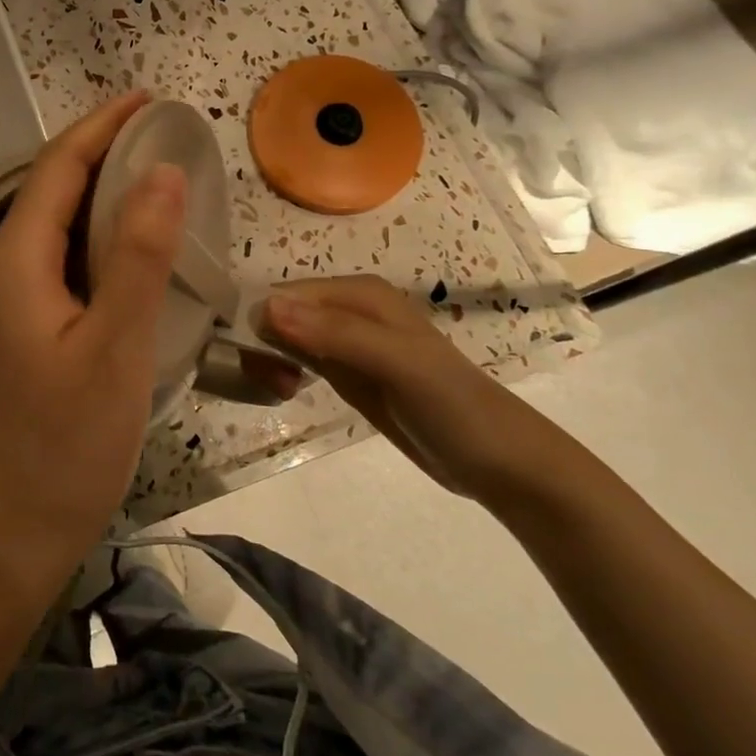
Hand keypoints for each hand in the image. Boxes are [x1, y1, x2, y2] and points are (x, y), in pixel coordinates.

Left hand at [0, 92, 186, 604]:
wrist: (1, 536)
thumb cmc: (62, 446)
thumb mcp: (115, 348)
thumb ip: (137, 255)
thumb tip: (160, 171)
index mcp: (11, 263)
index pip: (57, 168)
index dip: (102, 127)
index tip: (148, 99)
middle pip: (48, 192)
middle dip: (101, 156)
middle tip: (163, 140)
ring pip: (49, 231)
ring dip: (96, 200)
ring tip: (153, 185)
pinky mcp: (7, 334)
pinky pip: (50, 265)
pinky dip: (89, 244)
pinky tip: (124, 255)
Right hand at [263, 276, 560, 498]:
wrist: (499, 463)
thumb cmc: (454, 406)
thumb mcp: (398, 364)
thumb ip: (336, 334)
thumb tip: (267, 308)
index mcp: (359, 293)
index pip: (286, 294)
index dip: (263, 322)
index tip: (256, 362)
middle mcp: (347, 309)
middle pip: (281, 312)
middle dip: (263, 342)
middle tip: (272, 383)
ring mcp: (345, 342)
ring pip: (285, 335)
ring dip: (269, 358)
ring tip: (280, 390)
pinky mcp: (345, 372)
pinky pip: (299, 358)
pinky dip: (283, 370)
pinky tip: (284, 389)